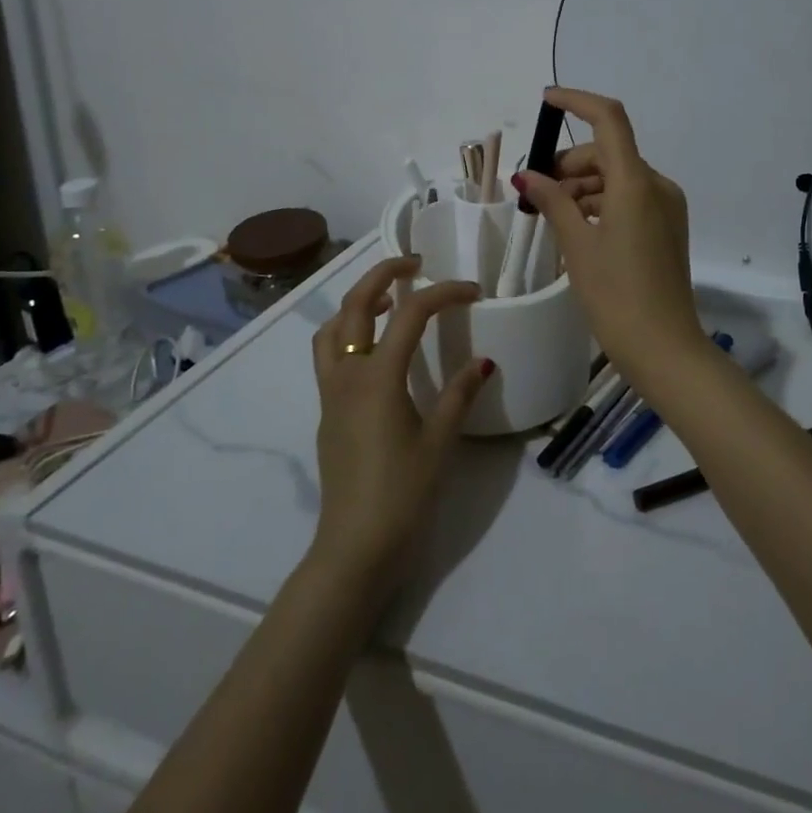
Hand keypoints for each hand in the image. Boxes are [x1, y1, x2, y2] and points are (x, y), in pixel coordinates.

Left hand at [309, 257, 488, 588]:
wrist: (354, 549)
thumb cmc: (402, 495)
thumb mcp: (440, 443)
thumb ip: (460, 395)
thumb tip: (484, 360)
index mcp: (378, 377)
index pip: (410, 314)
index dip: (443, 293)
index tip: (473, 291)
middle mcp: (347, 375)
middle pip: (355, 305)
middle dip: (383, 274)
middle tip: (414, 264)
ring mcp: (330, 393)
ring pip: (332, 328)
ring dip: (358, 302)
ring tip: (390, 299)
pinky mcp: (327, 412)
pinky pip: (329, 354)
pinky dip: (348, 331)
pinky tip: (376, 349)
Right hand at [514, 88, 702, 376]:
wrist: (665, 348)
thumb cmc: (615, 295)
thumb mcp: (578, 246)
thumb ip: (552, 202)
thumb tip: (526, 176)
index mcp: (636, 182)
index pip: (609, 119)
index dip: (577, 102)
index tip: (547, 101)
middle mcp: (657, 185)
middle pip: (609, 153)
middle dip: (570, 163)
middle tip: (535, 190)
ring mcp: (667, 206)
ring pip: (618, 177)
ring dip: (583, 185)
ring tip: (551, 213)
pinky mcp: (668, 226)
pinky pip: (630, 198)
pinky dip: (601, 202)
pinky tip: (578, 227)